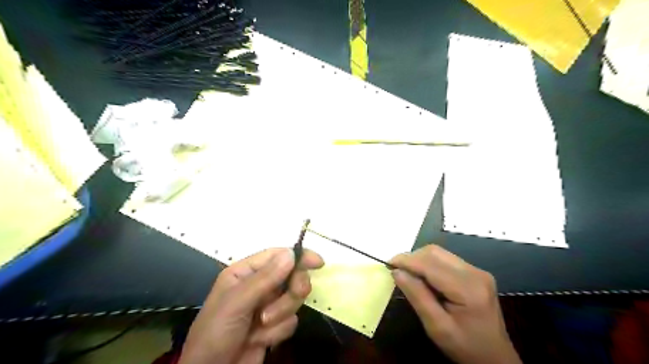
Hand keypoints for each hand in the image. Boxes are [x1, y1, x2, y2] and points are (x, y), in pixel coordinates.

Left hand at [178, 247, 323, 363]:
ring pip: (293, 299)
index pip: (278, 256)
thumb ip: (265, 278)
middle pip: (291, 276)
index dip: (299, 256)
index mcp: (246, 272)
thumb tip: (291, 253)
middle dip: (291, 290)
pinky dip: (278, 332)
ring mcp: (267, 305)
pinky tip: (259, 340)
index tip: (318, 262)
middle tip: (293, 295)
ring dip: (280, 314)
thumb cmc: (216, 332)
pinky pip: (291, 321)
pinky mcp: (274, 326)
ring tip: (260, 326)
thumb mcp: (237, 302)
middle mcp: (259, 285)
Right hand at [391, 245, 521, 363]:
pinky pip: (446, 260)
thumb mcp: (437, 327)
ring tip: (408, 273)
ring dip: (420, 259)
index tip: (388, 264)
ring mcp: (477, 271)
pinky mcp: (476, 273)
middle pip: (435, 252)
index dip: (407, 260)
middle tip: (396, 270)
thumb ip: (417, 296)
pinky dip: (430, 264)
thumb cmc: (465, 347)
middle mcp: (475, 273)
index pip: (430, 264)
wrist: (495, 358)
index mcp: (468, 288)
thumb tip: (397, 272)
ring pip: (440, 253)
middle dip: (412, 258)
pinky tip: (424, 277)